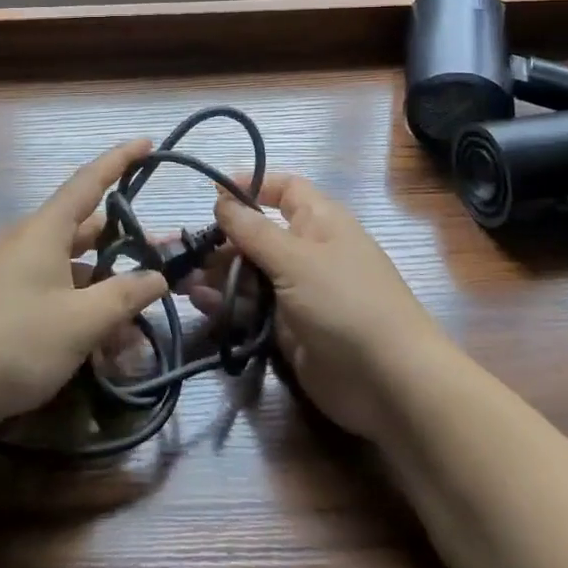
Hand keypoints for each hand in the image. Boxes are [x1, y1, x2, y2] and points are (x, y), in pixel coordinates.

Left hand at [0, 140, 168, 447]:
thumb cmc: (15, 342)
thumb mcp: (81, 322)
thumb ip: (124, 296)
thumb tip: (157, 277)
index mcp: (46, 231)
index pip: (89, 181)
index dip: (119, 160)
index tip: (147, 143)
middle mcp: (32, 244)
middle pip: (87, 230)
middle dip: (125, 241)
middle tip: (163, 255)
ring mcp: (19, 276)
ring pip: (76, 270)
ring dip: (108, 288)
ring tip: (143, 317)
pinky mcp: (12, 307)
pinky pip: (60, 296)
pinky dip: (86, 311)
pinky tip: (109, 346)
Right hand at [200, 173, 443, 439]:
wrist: (389, 382)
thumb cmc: (345, 301)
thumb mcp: (296, 257)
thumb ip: (253, 230)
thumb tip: (221, 198)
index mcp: (319, 221)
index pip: (284, 189)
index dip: (251, 186)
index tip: (211, 193)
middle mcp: (307, 251)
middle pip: (257, 234)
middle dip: (220, 238)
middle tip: (181, 248)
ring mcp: (298, 292)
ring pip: (249, 274)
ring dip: (216, 273)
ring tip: (178, 279)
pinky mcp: (288, 329)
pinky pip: (251, 308)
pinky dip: (226, 303)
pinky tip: (199, 302)